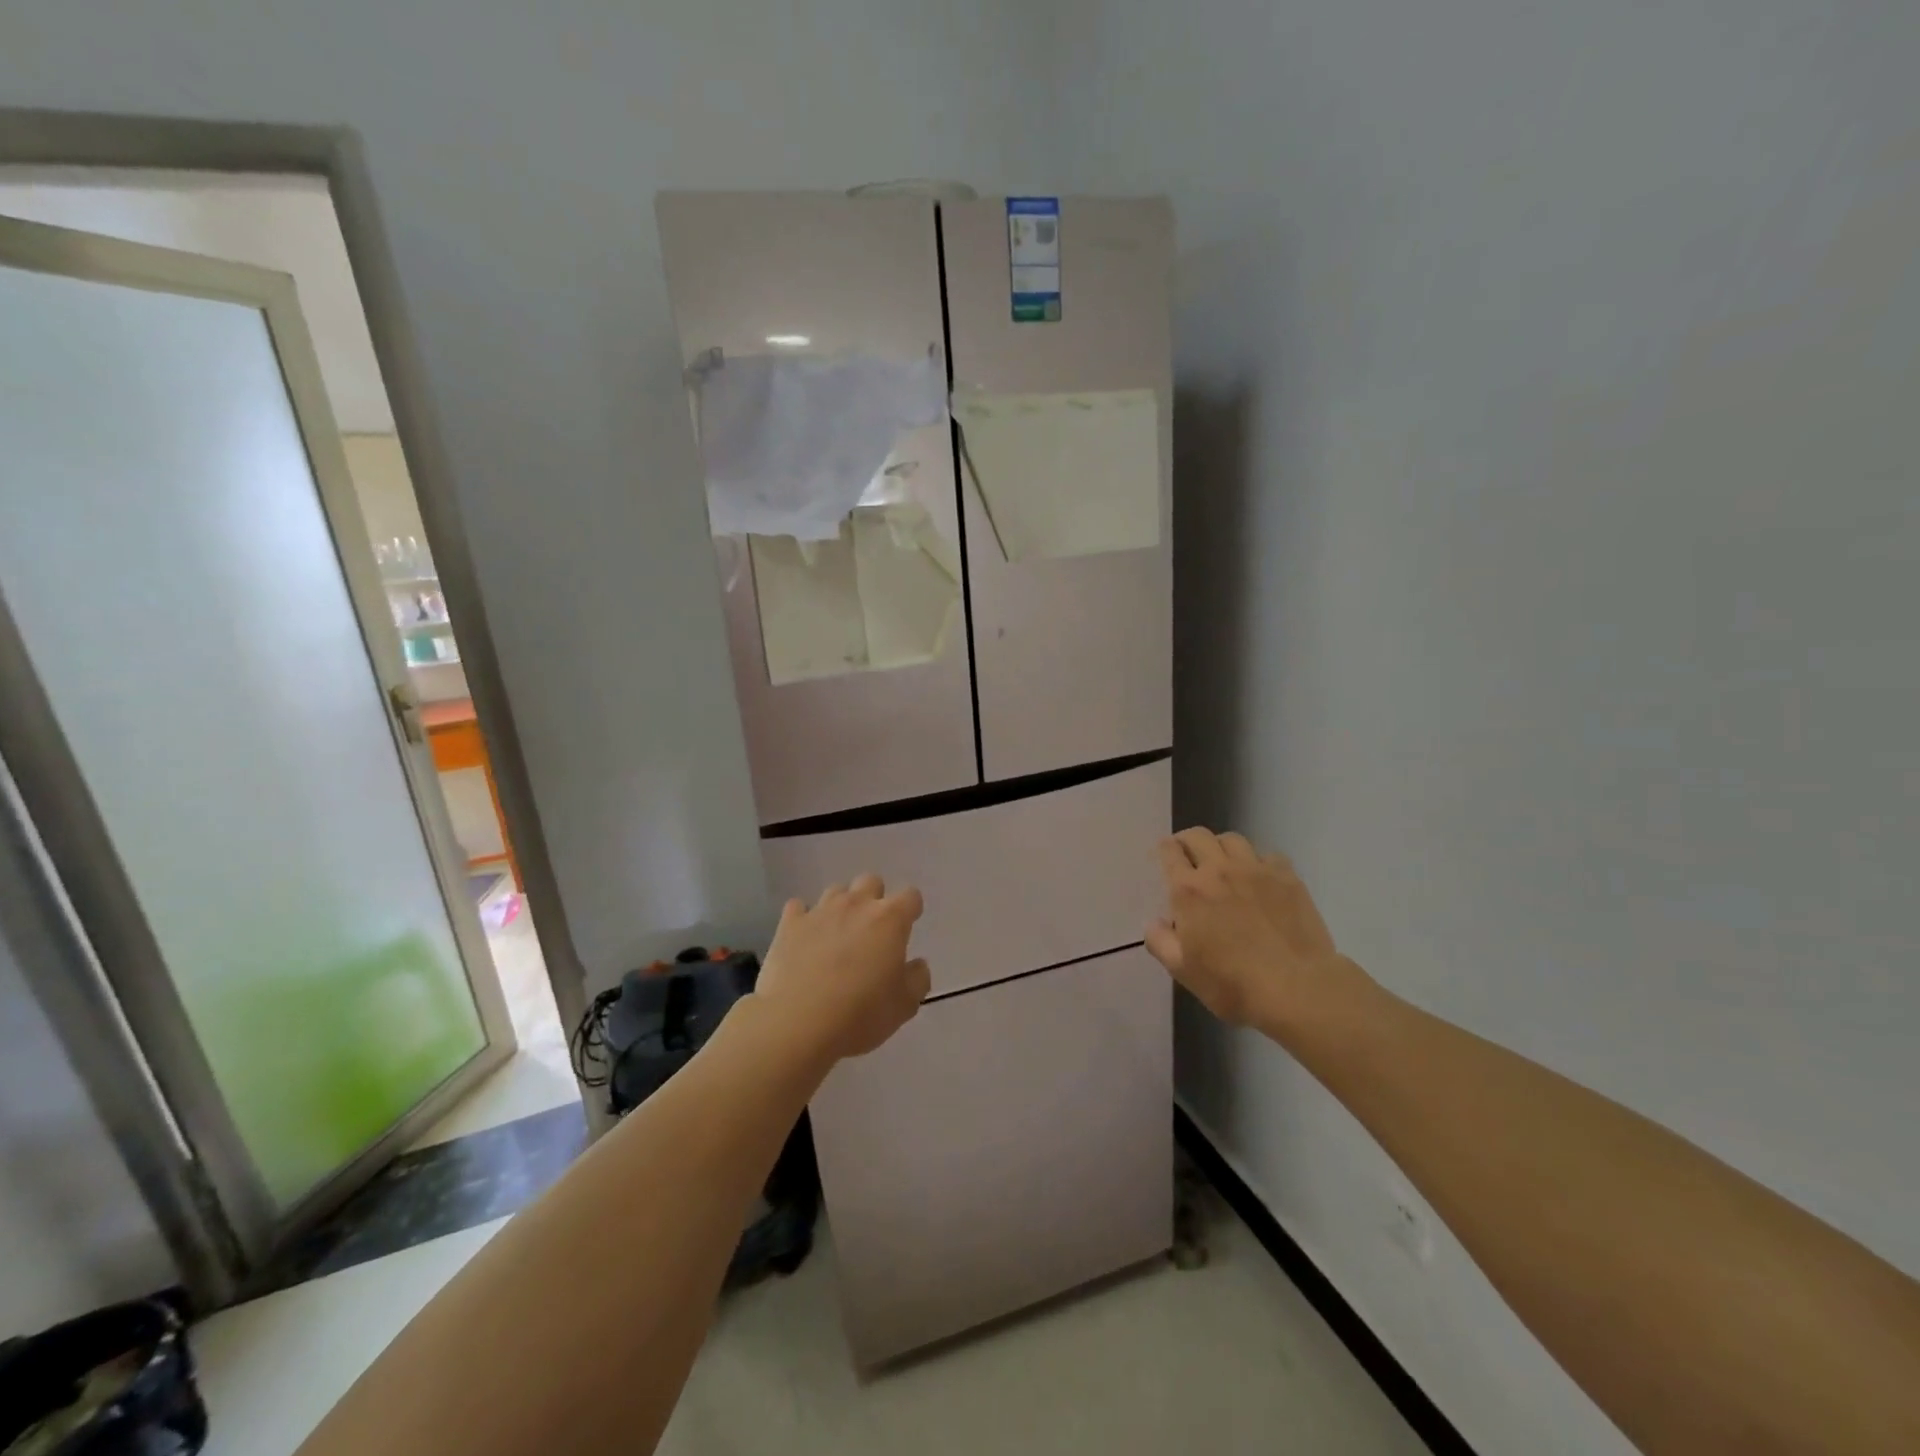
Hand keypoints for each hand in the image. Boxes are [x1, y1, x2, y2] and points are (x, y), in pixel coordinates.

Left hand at [755, 874, 930, 1062]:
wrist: (797, 1024)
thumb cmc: (860, 1014)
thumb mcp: (905, 1005)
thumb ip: (918, 978)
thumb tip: (916, 964)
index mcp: (890, 919)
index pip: (911, 896)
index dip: (911, 910)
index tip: (907, 928)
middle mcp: (856, 905)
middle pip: (871, 882)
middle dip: (875, 899)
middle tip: (872, 931)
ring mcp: (820, 911)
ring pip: (836, 891)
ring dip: (841, 907)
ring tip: (837, 936)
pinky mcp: (789, 924)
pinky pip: (798, 908)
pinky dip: (804, 919)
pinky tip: (804, 939)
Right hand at [1146, 828, 1368, 1032]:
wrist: (1296, 988)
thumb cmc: (1232, 983)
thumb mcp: (1183, 971)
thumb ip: (1160, 942)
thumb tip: (1154, 923)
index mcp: (1188, 890)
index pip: (1169, 851)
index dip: (1164, 850)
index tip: (1165, 858)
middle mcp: (1219, 870)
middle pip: (1198, 835)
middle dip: (1188, 841)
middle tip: (1189, 857)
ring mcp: (1256, 870)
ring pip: (1232, 839)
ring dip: (1221, 847)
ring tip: (1224, 864)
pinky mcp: (1287, 878)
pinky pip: (1268, 855)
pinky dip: (1258, 861)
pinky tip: (1261, 879)